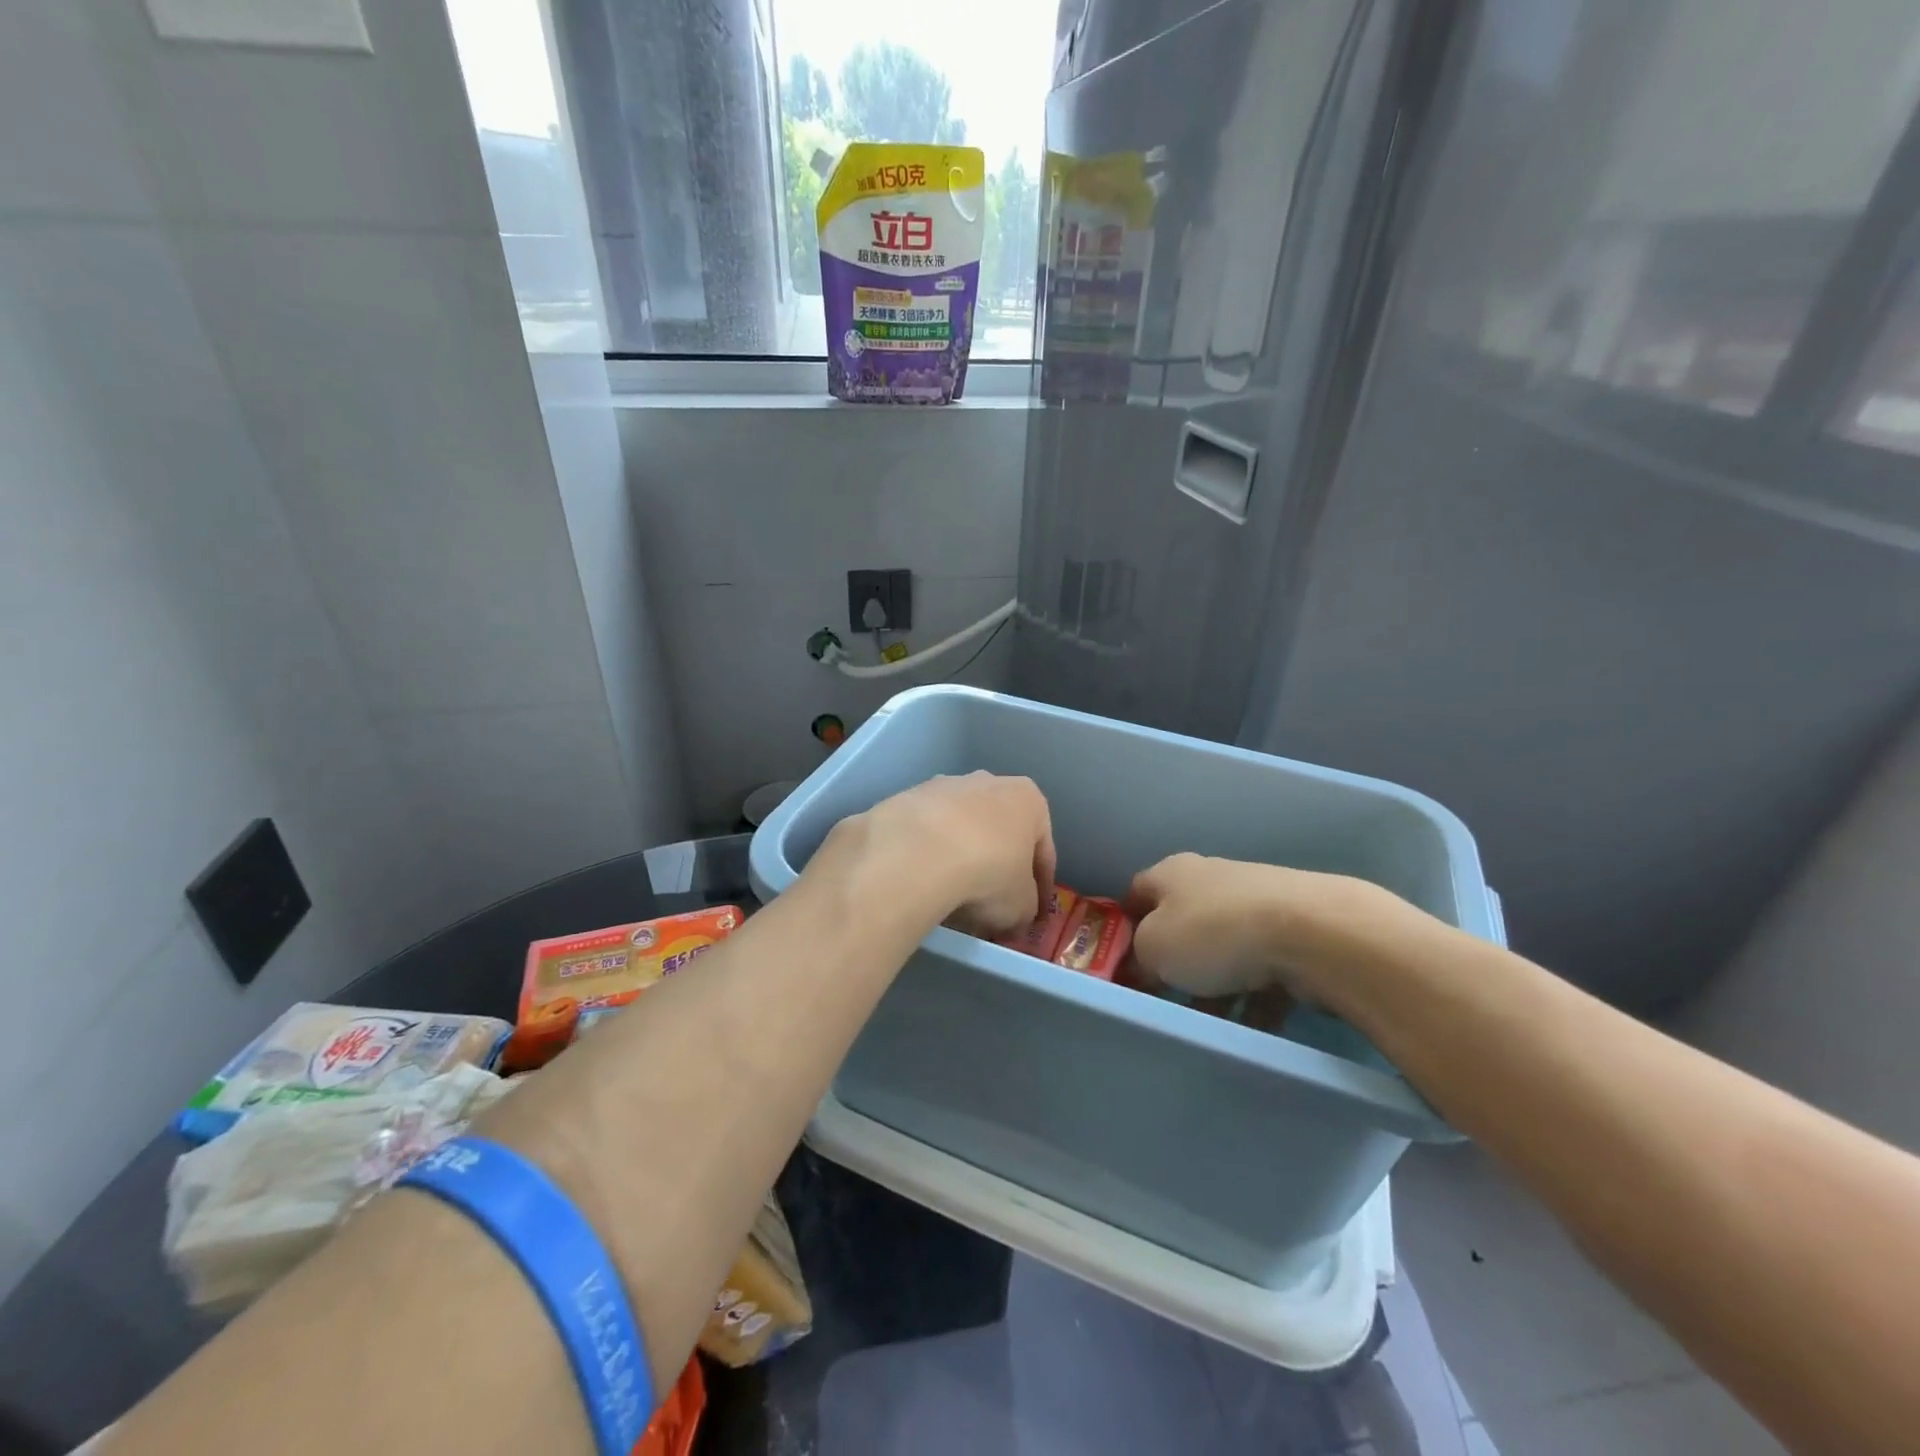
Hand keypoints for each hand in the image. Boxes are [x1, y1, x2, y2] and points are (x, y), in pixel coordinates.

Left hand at [820, 773, 1055, 937]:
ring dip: (961, 859)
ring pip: (961, 830)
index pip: (1042, 850)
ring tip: (952, 898)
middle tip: (992, 906)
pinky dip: (929, 856)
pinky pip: (927, 834)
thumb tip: (1015, 918)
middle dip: (997, 868)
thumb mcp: (1021, 906)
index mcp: (1028, 799)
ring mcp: (944, 786)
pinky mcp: (907, 798)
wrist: (917, 854)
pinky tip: (923, 883)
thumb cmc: (988, 873)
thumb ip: (1025, 909)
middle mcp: (988, 782)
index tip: (1033, 915)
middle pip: (999, 833)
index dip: (1040, 888)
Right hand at [1125, 852, 1407, 1004]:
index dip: (1125, 926)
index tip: (1123, 963)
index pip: (1137, 893)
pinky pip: (1262, 970)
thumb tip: (1144, 964)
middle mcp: (1212, 879)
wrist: (1312, 933)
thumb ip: (1138, 956)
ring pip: (1224, 951)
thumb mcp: (1153, 949)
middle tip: (1165, 999)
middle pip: (1182, 924)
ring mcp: (1257, 904)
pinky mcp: (1294, 932)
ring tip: (1211, 1025)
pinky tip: (1252, 1027)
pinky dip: (1254, 998)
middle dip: (1174, 963)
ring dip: (1214, 987)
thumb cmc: (1214, 933)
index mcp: (1173, 873)